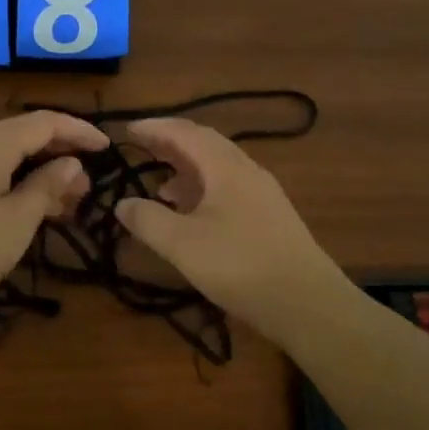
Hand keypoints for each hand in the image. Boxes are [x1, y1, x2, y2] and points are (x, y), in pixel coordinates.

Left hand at [0, 111, 109, 323]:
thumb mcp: (17, 220)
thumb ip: (47, 186)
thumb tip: (71, 163)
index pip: (42, 122)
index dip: (78, 130)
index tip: (107, 148)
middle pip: (23, 136)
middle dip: (60, 153)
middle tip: (89, 183)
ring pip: (6, 158)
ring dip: (40, 173)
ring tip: (69, 202)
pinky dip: (18, 185)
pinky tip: (32, 211)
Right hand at [114, 118, 348, 334]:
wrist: (306, 301)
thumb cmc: (239, 265)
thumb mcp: (183, 244)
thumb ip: (148, 220)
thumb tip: (122, 204)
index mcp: (226, 166)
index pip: (185, 133)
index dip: (155, 128)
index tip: (128, 129)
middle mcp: (247, 171)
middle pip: (205, 145)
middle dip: (172, 144)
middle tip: (142, 149)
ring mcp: (263, 194)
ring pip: (219, 168)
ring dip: (188, 170)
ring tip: (161, 186)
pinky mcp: (270, 217)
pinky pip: (230, 188)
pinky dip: (204, 191)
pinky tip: (194, 215)